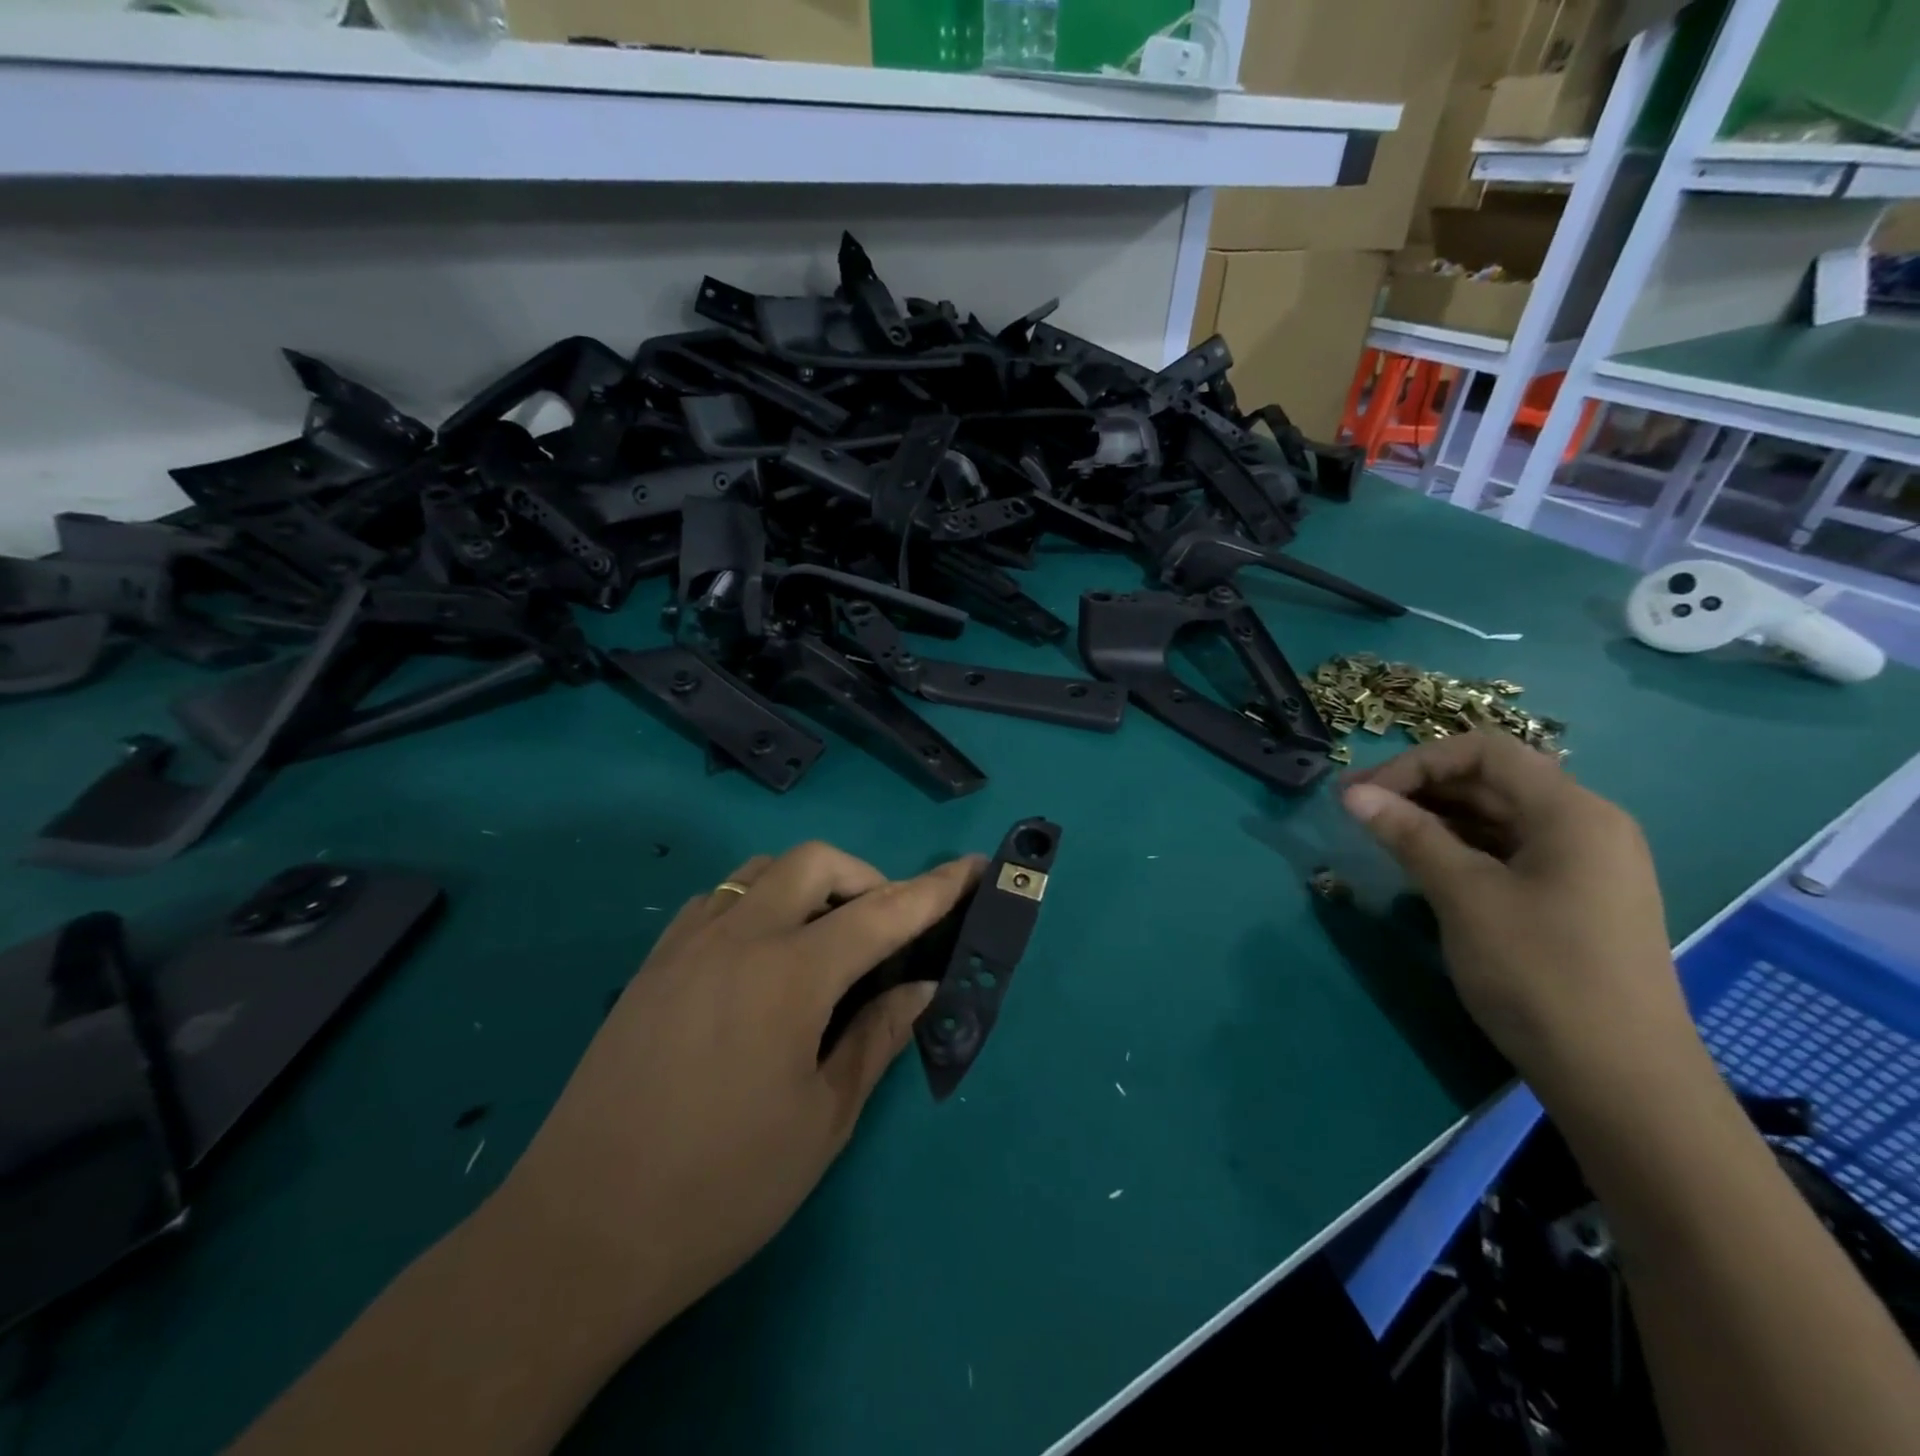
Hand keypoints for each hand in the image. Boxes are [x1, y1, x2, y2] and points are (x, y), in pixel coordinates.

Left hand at [494, 841, 983, 1341]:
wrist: (580, 1233)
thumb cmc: (722, 1188)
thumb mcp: (823, 1120)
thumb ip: (877, 1038)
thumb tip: (922, 990)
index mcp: (790, 975)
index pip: (884, 911)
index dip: (937, 888)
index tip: (974, 867)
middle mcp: (738, 937)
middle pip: (815, 862)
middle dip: (866, 878)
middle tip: (884, 930)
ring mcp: (687, 944)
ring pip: (760, 872)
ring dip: (808, 885)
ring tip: (824, 940)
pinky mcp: (651, 965)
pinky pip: (717, 900)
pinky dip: (757, 903)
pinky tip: (760, 956)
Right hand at [1340, 732, 1699, 1107]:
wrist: (1622, 1081)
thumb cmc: (1540, 973)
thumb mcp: (1465, 895)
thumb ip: (1409, 835)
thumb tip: (1353, 794)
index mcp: (1572, 812)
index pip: (1484, 751)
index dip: (1415, 762)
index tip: (1362, 794)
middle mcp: (1585, 825)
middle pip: (1491, 780)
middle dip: (1419, 787)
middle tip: (1355, 810)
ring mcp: (1584, 865)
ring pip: (1497, 818)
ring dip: (1435, 818)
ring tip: (1379, 835)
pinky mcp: (1573, 899)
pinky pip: (1508, 852)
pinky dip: (1460, 848)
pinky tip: (1422, 866)